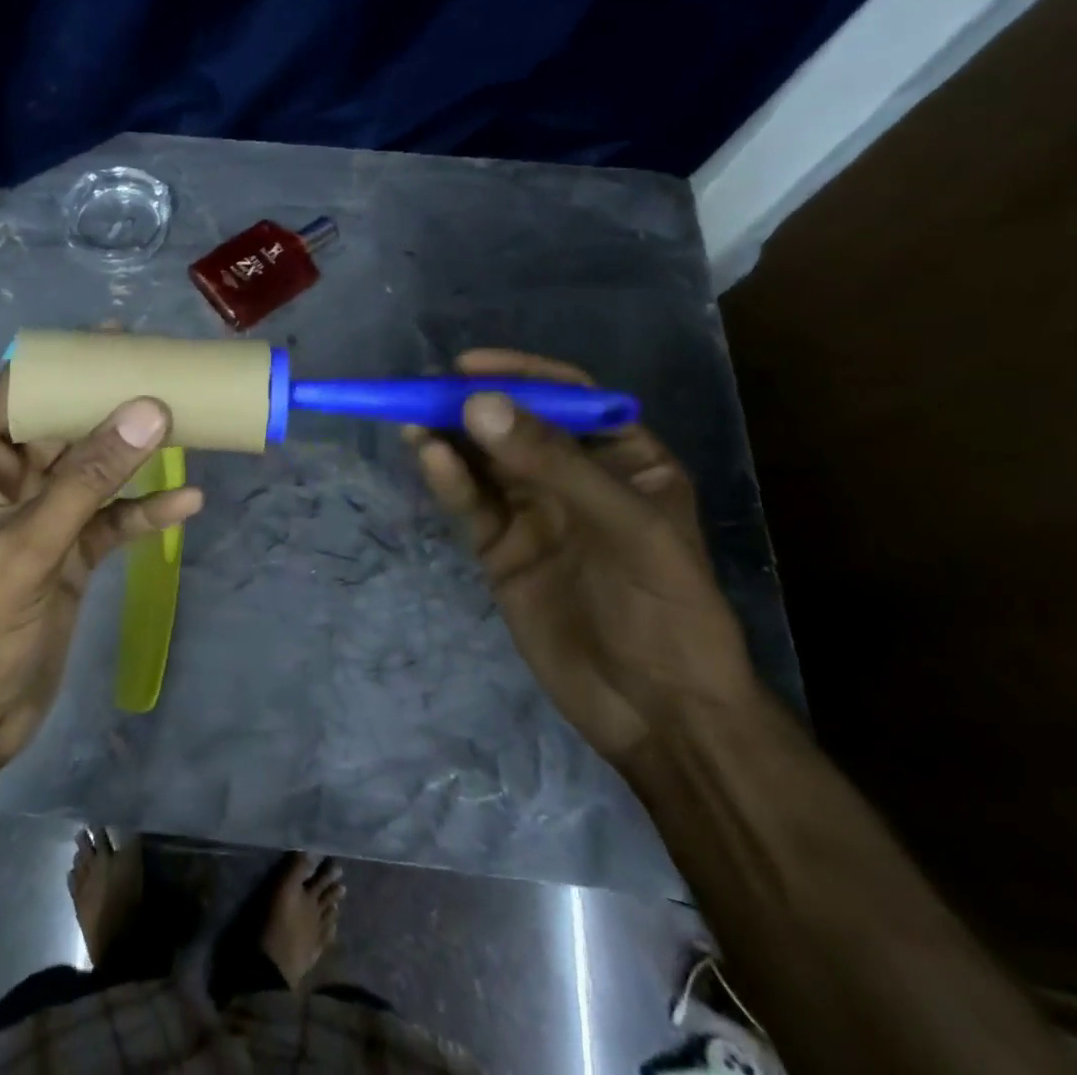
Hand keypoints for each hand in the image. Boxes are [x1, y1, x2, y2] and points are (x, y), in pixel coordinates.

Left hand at [0, 371, 203, 761]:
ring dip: (134, 454)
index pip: (13, 396)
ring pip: (94, 473)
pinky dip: (145, 512)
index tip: (107, 340)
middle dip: (108, 404)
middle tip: (160, 370)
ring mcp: (42, 522)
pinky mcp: (70, 557)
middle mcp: (9, 485)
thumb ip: (90, 478)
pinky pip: (111, 522)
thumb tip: (148, 410)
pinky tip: (187, 501)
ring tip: (185, 421)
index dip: (57, 364)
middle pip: (63, 429)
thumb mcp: (30, 545)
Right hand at [407, 349, 758, 763]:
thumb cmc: (665, 608)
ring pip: (482, 461)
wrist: (656, 711)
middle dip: (470, 405)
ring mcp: (533, 511)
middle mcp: (573, 476)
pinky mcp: (500, 547)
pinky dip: (447, 480)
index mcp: (623, 457)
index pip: (568, 396)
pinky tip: (428, 458)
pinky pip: (470, 503)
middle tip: (422, 391)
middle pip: (513, 424)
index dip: (519, 374)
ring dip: (448, 438)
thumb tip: (477, 404)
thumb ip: (552, 462)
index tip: (468, 365)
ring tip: (411, 421)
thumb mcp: (625, 525)